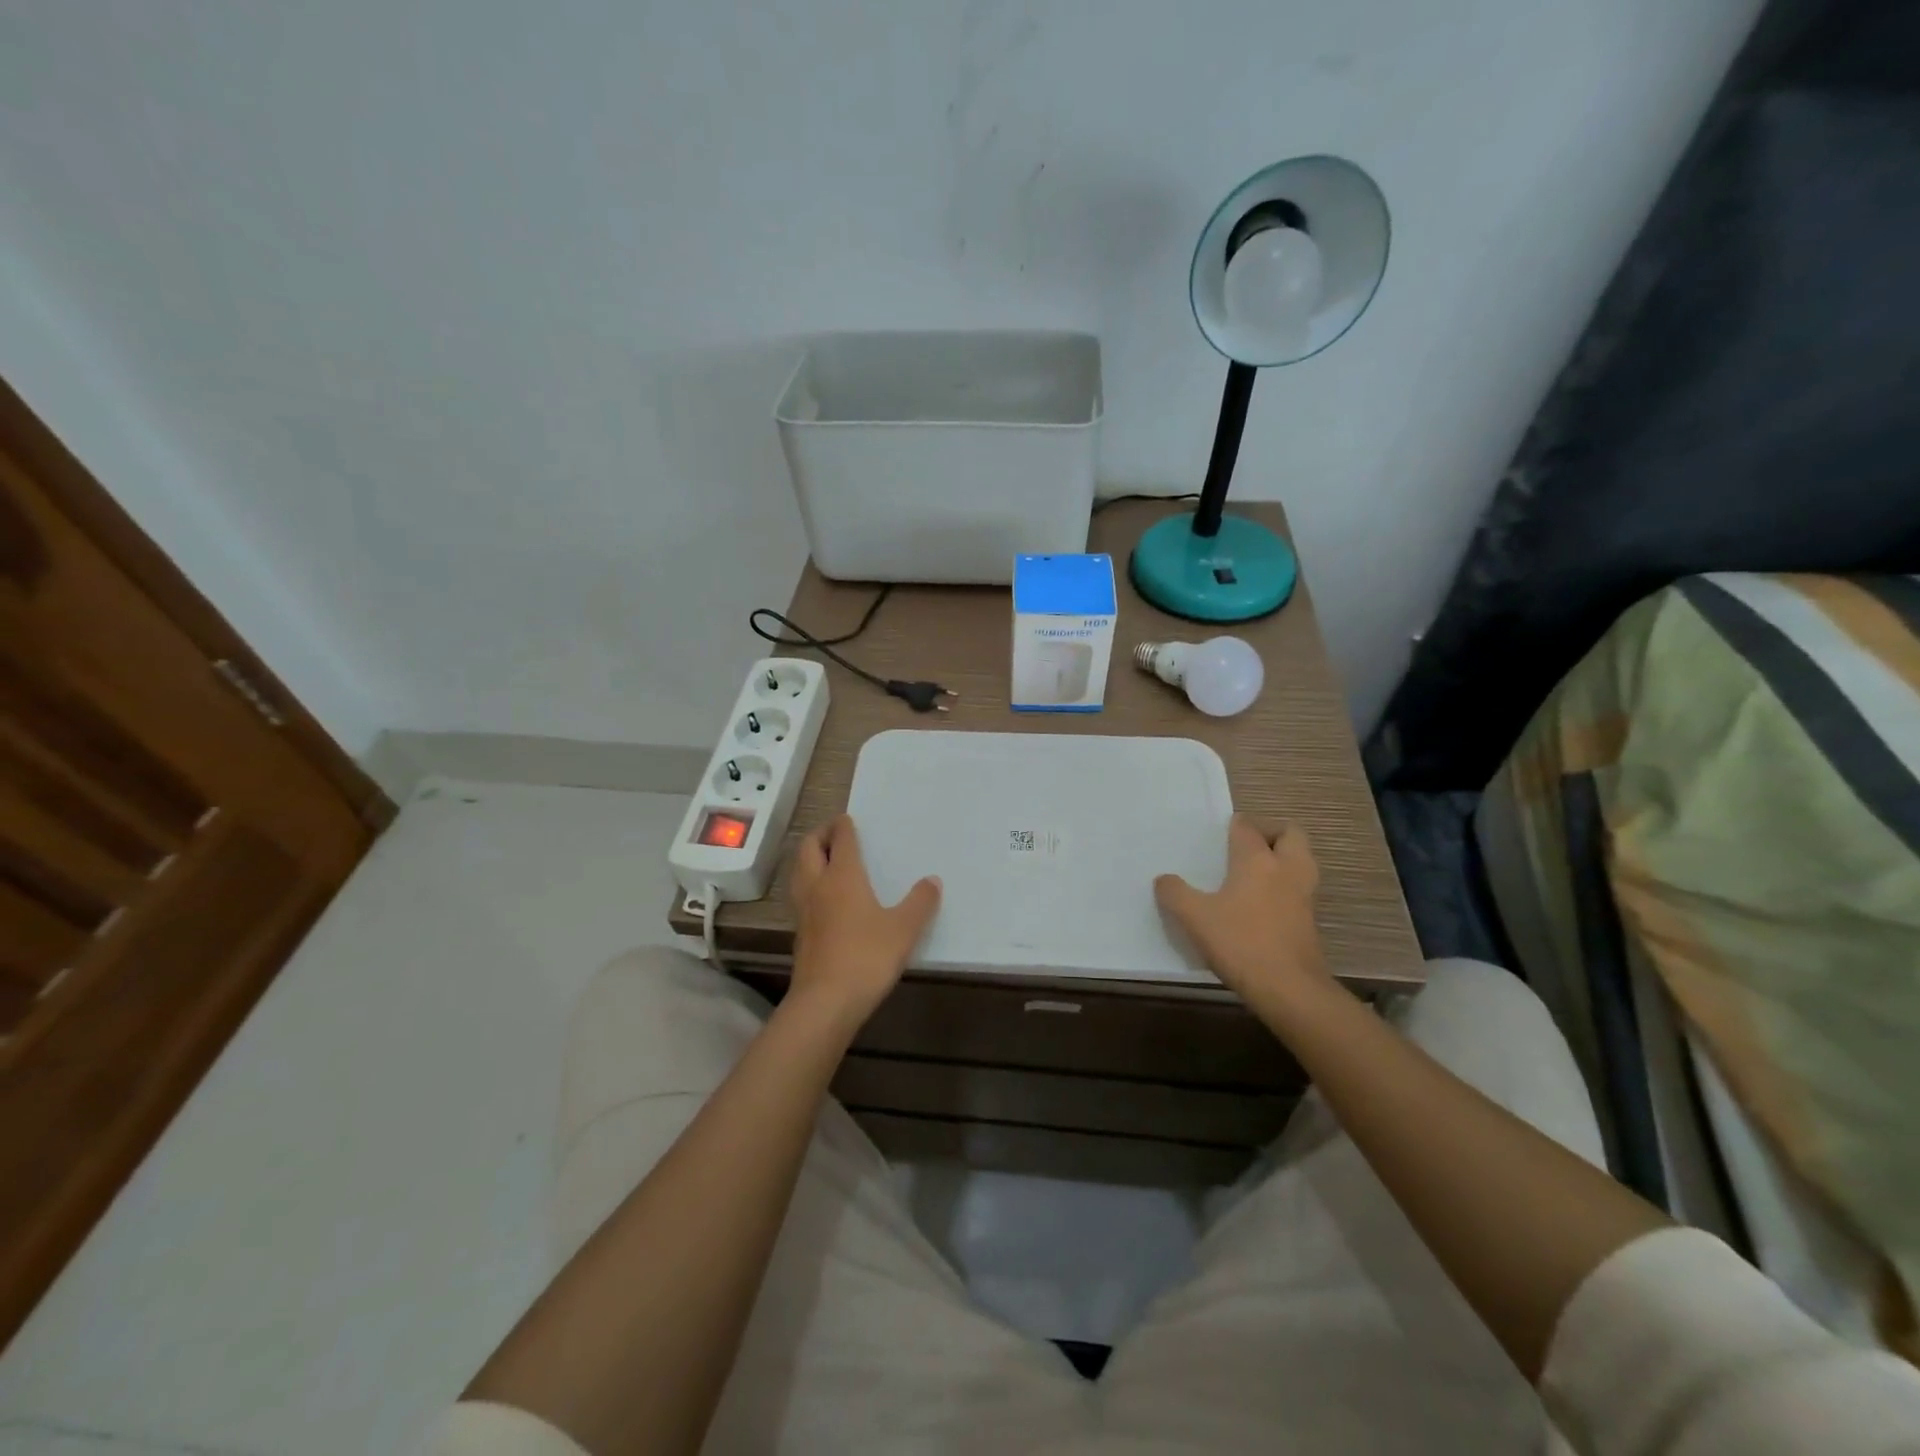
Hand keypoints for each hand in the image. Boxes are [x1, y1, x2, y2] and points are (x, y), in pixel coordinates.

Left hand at [787, 815, 940, 1033]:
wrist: (826, 1001)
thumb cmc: (867, 956)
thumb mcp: (904, 929)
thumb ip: (920, 902)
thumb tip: (933, 880)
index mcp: (843, 876)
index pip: (839, 839)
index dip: (843, 826)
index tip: (848, 819)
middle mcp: (818, 885)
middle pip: (808, 848)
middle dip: (819, 835)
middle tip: (834, 833)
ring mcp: (804, 910)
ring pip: (799, 871)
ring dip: (809, 858)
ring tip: (825, 859)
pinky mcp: (800, 933)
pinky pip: (800, 895)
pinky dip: (809, 884)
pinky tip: (824, 898)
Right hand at [1154, 816, 1332, 1015]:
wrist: (1289, 989)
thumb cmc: (1241, 942)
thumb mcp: (1194, 917)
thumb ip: (1175, 893)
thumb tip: (1164, 880)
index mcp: (1257, 859)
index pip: (1248, 826)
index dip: (1233, 825)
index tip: (1217, 833)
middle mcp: (1286, 869)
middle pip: (1290, 833)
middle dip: (1270, 833)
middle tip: (1245, 846)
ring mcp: (1303, 895)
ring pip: (1300, 860)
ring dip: (1282, 859)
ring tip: (1253, 873)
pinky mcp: (1309, 920)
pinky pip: (1299, 888)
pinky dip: (1284, 886)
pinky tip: (1260, 904)